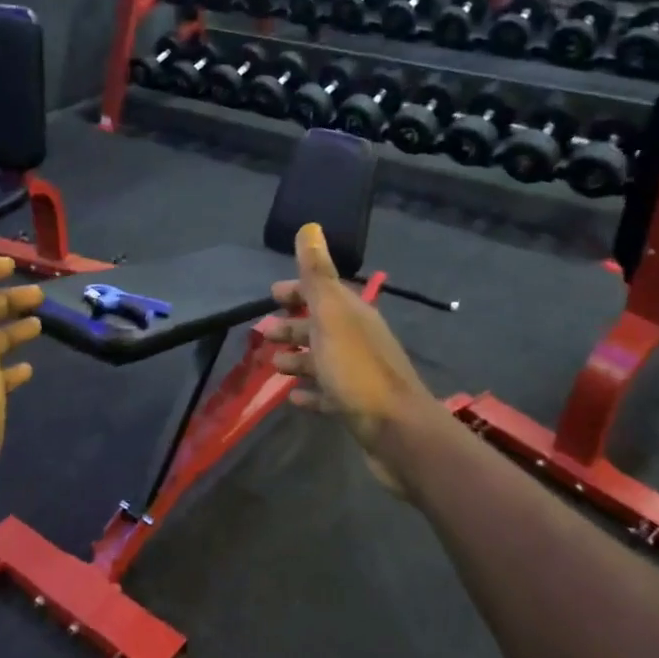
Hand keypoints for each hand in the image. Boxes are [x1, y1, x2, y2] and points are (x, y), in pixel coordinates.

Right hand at [265, 223, 434, 493]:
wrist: (396, 430)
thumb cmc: (356, 369)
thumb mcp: (331, 316)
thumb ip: (317, 275)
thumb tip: (310, 227)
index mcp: (352, 315)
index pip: (322, 292)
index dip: (297, 291)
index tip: (271, 294)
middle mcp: (357, 339)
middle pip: (320, 326)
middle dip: (292, 325)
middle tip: (263, 332)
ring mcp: (357, 374)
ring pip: (322, 359)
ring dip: (297, 358)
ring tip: (272, 365)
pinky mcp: (355, 406)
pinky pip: (327, 393)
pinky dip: (309, 392)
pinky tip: (293, 397)